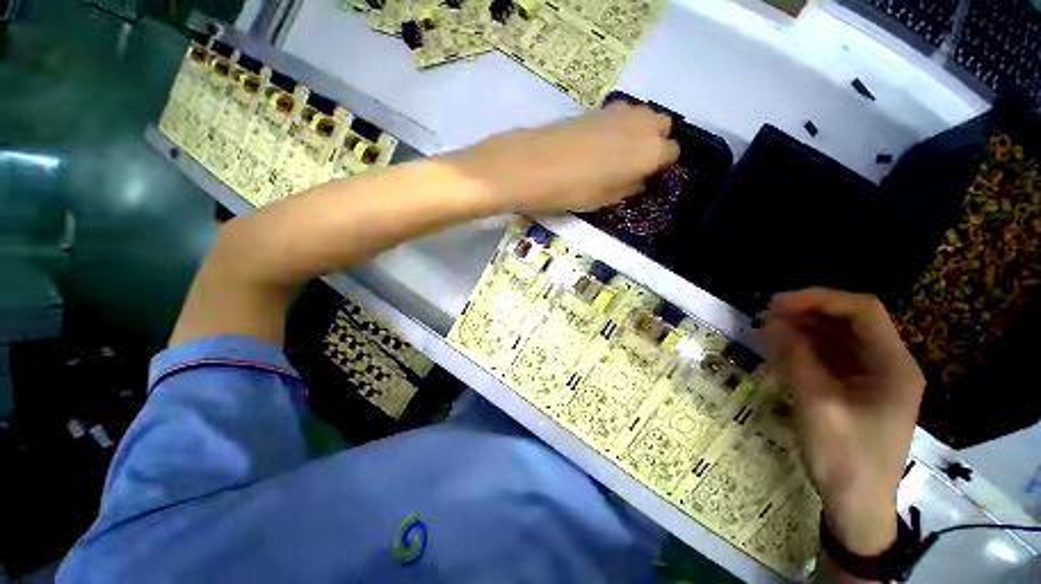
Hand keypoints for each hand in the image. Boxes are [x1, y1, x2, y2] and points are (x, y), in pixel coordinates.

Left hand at [448, 103, 678, 212]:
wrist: (534, 164)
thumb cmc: (574, 189)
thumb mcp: (606, 199)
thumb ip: (629, 187)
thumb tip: (639, 179)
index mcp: (650, 151)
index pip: (672, 153)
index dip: (660, 165)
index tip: (646, 176)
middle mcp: (641, 124)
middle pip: (662, 126)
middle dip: (654, 142)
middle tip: (633, 163)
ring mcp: (618, 111)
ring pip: (642, 116)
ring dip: (637, 132)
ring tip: (615, 154)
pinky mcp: (596, 109)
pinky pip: (619, 115)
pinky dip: (617, 127)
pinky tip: (598, 144)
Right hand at [761, 288, 924, 555]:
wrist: (856, 506)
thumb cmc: (845, 459)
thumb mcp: (817, 406)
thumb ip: (796, 359)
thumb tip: (771, 321)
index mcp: (893, 366)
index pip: (862, 311)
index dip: (819, 300)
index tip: (776, 304)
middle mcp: (887, 365)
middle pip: (849, 321)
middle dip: (807, 313)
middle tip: (764, 315)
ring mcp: (872, 378)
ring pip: (837, 338)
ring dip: (801, 329)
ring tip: (765, 329)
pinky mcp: (855, 389)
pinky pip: (829, 357)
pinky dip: (803, 348)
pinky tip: (778, 348)